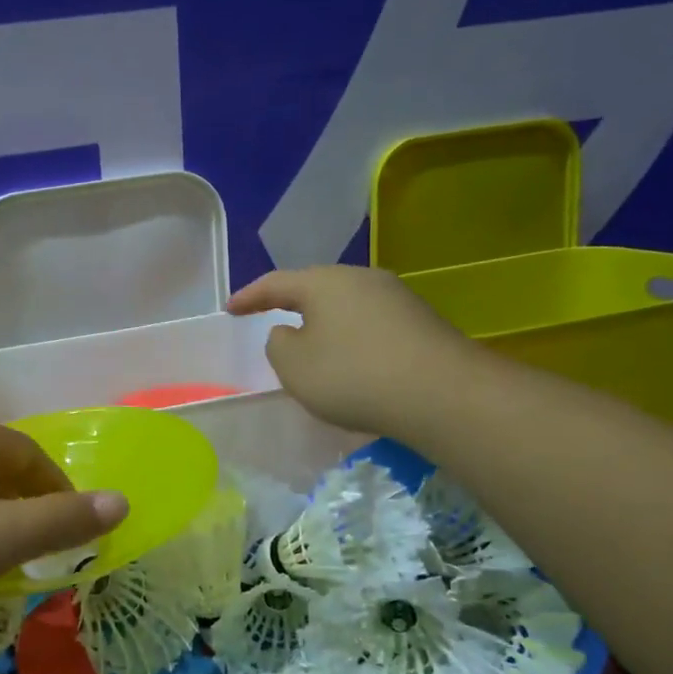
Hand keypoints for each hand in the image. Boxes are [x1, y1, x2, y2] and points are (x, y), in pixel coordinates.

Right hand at [228, 265, 484, 441]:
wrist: (442, 395)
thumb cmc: (353, 376)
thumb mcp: (294, 366)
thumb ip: (279, 344)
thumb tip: (290, 331)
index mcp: (325, 282)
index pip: (276, 283)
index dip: (249, 296)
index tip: (229, 308)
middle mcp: (362, 279)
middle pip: (316, 287)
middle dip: (290, 303)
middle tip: (269, 317)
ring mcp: (397, 298)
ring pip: (345, 305)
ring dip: (323, 323)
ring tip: (309, 344)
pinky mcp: (420, 322)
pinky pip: (370, 324)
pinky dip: (350, 338)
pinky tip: (349, 361)